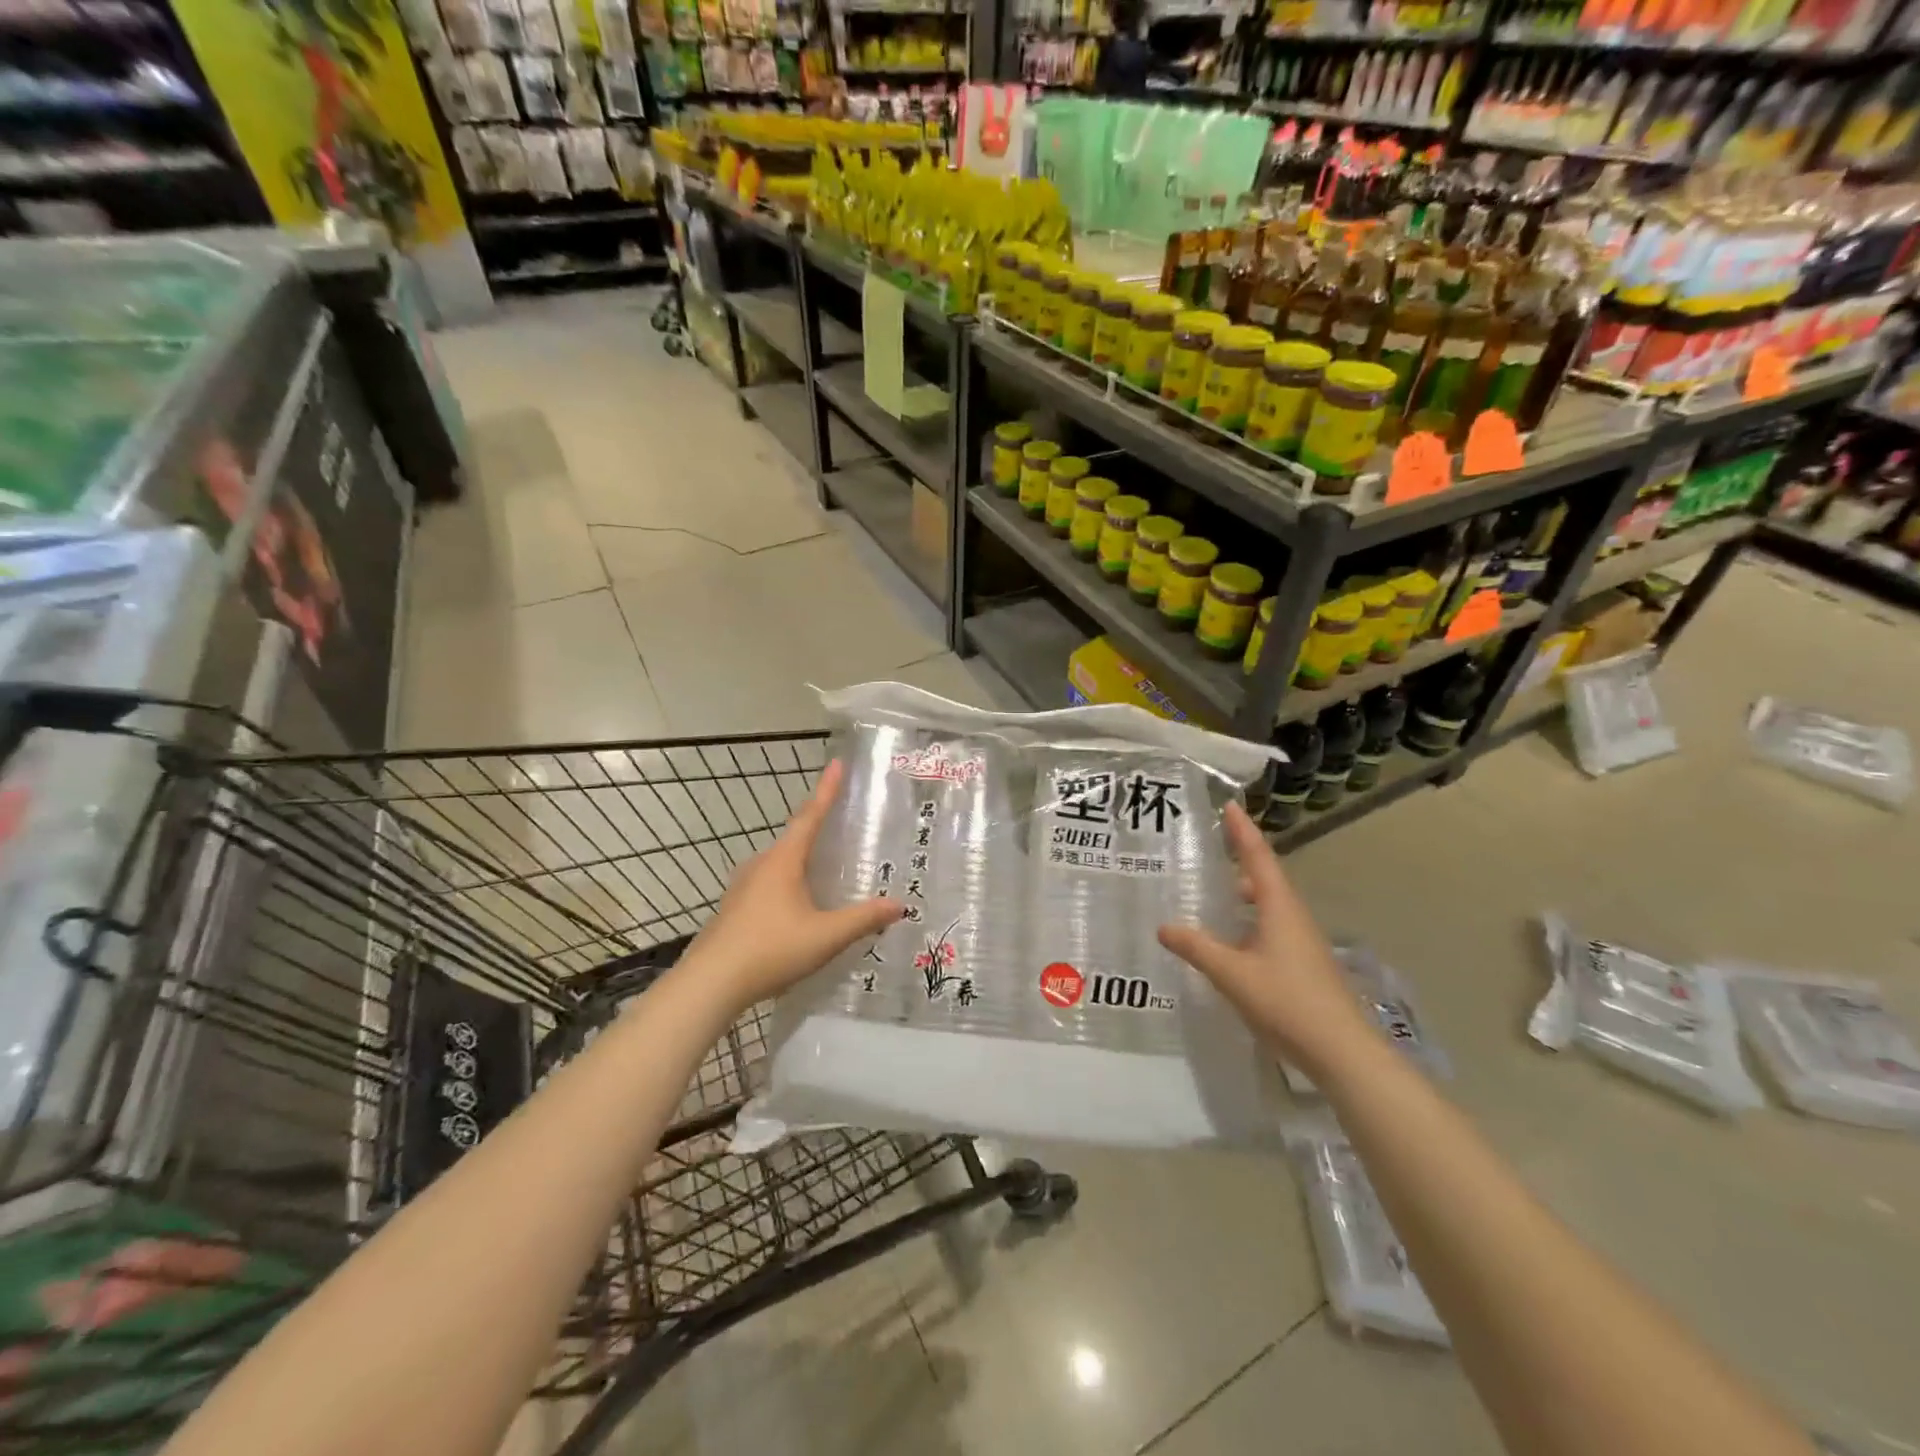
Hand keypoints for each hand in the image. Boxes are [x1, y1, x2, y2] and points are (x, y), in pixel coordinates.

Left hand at [683, 759, 902, 1012]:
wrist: (709, 983)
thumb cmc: (770, 950)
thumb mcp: (826, 936)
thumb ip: (863, 919)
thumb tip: (899, 905)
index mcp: (784, 861)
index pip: (810, 816)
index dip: (826, 790)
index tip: (837, 764)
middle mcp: (761, 865)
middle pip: (794, 837)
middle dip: (817, 825)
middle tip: (841, 820)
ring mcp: (743, 887)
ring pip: (780, 863)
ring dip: (802, 858)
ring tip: (824, 864)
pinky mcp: (734, 909)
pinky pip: (769, 883)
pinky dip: (789, 882)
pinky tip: (798, 905)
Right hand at [1157, 801, 1374, 1080]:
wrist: (1342, 1051)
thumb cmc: (1287, 1002)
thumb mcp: (1232, 974)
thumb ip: (1196, 948)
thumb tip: (1163, 926)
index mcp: (1279, 908)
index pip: (1258, 857)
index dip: (1242, 831)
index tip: (1228, 805)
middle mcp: (1293, 917)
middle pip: (1265, 878)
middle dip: (1240, 861)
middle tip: (1209, 851)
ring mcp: (1301, 942)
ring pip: (1268, 905)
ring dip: (1243, 893)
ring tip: (1213, 893)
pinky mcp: (1303, 964)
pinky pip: (1270, 927)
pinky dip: (1248, 920)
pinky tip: (1230, 940)